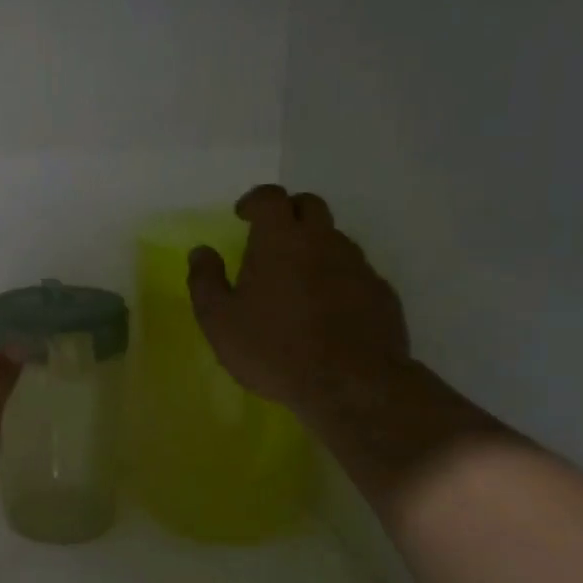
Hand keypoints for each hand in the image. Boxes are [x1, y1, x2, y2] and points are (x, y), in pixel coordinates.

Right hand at [187, 185, 410, 418]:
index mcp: (280, 240)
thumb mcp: (219, 320)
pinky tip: (325, 308)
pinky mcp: (381, 293)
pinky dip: (336, 277)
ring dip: (313, 246)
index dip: (254, 201)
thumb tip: (202, 252)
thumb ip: (205, 280)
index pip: (270, 197)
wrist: (352, 385)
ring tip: (295, 279)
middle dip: (288, 212)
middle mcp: (322, 241)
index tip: (242, 216)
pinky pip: (354, 271)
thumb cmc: (273, 348)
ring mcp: (357, 265)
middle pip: (309, 205)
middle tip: (269, 237)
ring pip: (334, 239)